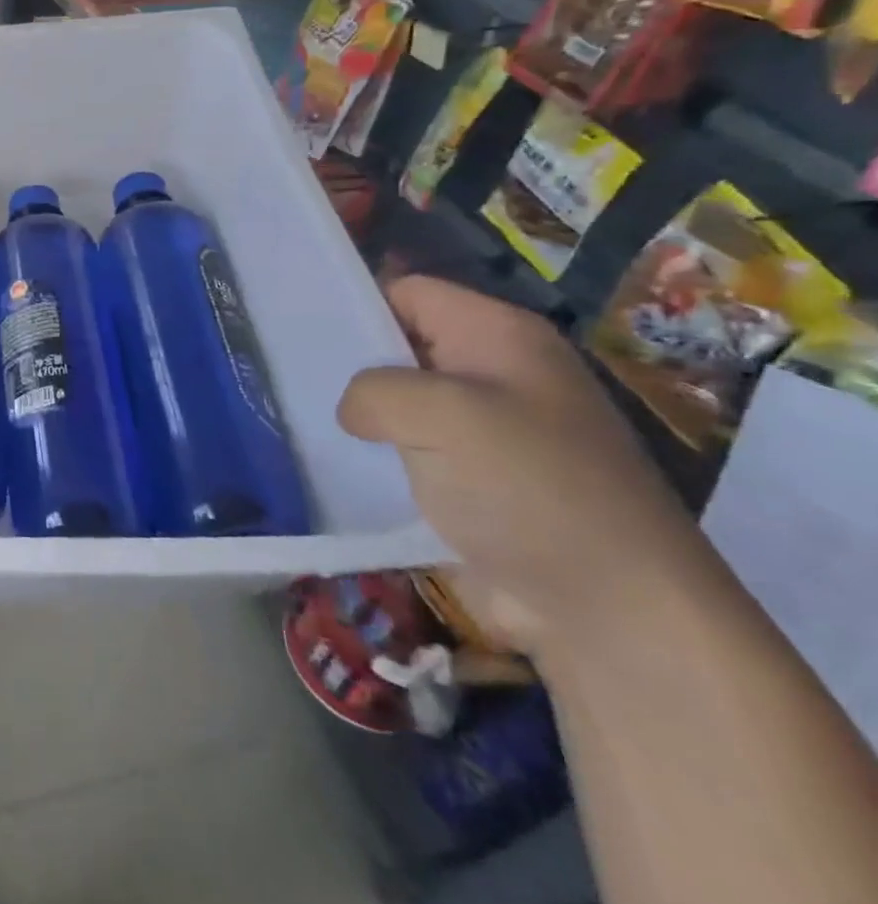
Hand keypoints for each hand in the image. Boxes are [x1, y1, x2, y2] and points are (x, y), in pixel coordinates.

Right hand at [338, 276, 707, 658]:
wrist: (610, 611)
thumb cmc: (528, 488)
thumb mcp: (439, 414)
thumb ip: (373, 390)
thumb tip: (356, 412)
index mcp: (501, 336)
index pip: (409, 292)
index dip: (357, 304)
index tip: (304, 333)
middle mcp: (499, 373)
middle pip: (403, 345)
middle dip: (352, 364)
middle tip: (293, 381)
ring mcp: (492, 432)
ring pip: (403, 404)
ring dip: (363, 418)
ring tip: (308, 424)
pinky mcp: (479, 483)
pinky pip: (414, 452)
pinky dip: (381, 458)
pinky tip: (343, 470)